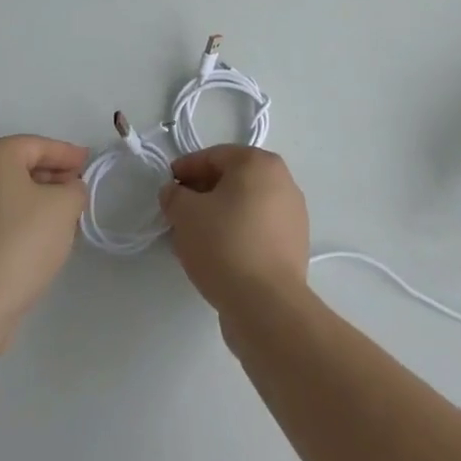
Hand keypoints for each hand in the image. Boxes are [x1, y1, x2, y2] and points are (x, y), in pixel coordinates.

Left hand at [0, 136, 88, 333]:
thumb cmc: (20, 243)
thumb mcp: (64, 206)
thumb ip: (74, 188)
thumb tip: (68, 190)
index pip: (37, 145)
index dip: (68, 154)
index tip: (90, 164)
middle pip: (17, 165)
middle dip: (51, 175)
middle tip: (78, 189)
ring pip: (4, 192)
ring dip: (34, 198)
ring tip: (62, 215)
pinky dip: (15, 217)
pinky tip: (36, 236)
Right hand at [161, 145, 309, 313]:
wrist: (267, 304)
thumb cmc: (224, 245)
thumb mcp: (185, 214)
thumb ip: (174, 196)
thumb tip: (175, 192)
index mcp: (259, 163)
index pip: (214, 156)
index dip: (185, 169)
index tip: (166, 187)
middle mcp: (283, 181)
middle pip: (232, 179)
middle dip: (202, 192)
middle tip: (178, 212)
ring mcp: (293, 214)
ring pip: (245, 205)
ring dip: (219, 214)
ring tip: (194, 236)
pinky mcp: (294, 245)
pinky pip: (257, 229)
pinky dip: (236, 233)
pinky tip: (217, 254)